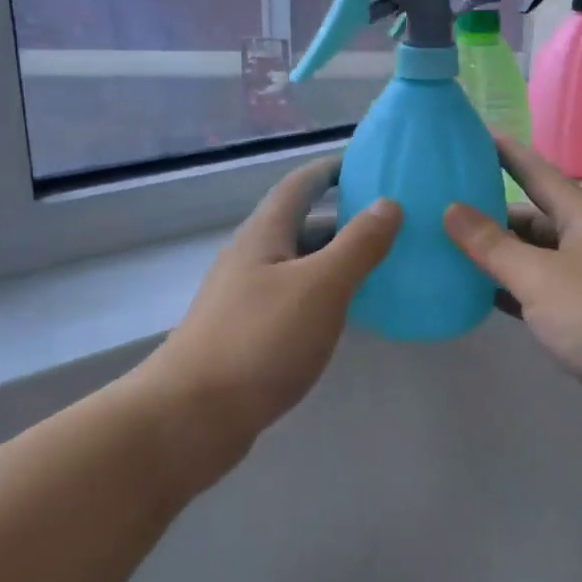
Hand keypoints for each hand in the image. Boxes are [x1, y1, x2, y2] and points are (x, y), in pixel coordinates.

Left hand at [149, 157, 399, 462]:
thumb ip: (358, 244)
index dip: (331, 169)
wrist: (189, 418)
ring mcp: (246, 299)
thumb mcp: (320, 286)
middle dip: (344, 219)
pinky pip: (295, 301)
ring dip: (336, 260)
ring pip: (300, 266)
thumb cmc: (259, 341)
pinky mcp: (248, 336)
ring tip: (382, 266)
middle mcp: (252, 259)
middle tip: (392, 222)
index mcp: (264, 235)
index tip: (368, 163)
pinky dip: (325, 296)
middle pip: (301, 225)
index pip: (300, 185)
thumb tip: (389, 203)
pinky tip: (347, 315)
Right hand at [443, 138, 581, 453]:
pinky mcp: (575, 322)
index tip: (476, 135)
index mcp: (581, 220)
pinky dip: (503, 292)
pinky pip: (531, 296)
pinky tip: (471, 292)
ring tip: (444, 246)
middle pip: (529, 220)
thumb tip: (451, 209)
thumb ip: (493, 245)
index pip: (539, 175)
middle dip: (489, 212)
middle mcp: (581, 245)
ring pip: (528, 260)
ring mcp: (579, 285)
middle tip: (439, 205)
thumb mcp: (540, 274)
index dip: (509, 155)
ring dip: (493, 256)